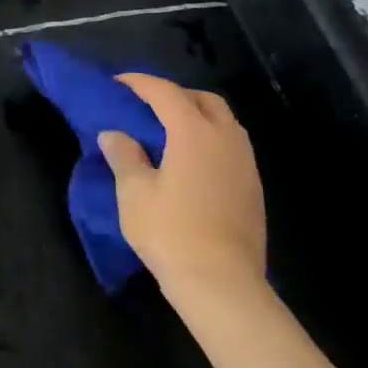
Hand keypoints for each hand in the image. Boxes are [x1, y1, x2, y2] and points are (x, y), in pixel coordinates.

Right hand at [97, 75, 266, 299]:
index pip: (166, 92)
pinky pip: (232, 146)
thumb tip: (114, 134)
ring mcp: (245, 164)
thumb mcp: (134, 192)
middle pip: (204, 99)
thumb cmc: (171, 232)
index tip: (118, 83)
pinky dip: (210, 139)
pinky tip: (191, 161)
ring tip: (170, 131)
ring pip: (224, 122)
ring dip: (197, 115)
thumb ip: (124, 155)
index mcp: (194, 132)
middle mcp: (226, 139)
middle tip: (148, 106)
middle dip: (176, 94)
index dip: (140, 82)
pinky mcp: (253, 188)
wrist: (222, 284)